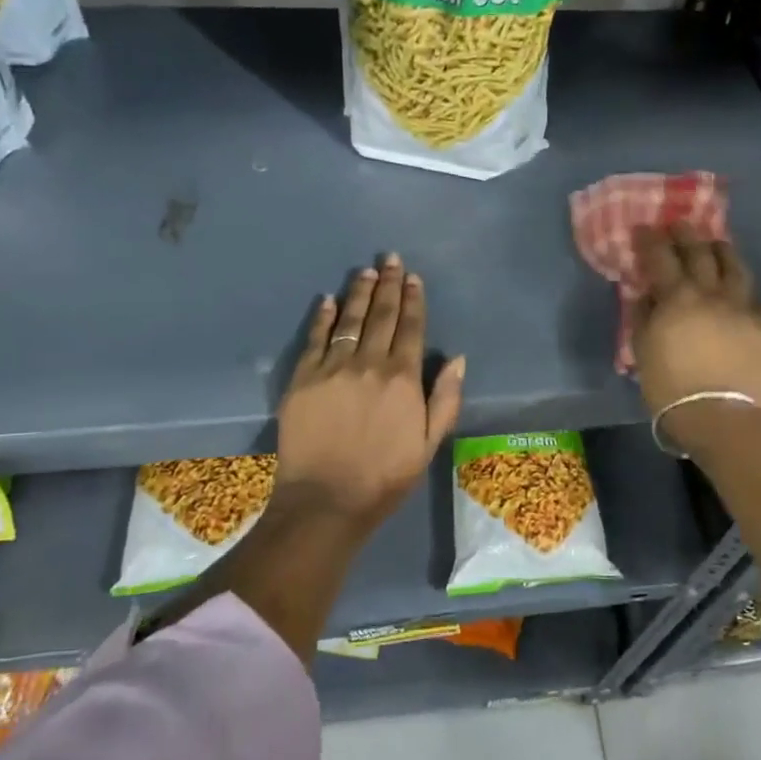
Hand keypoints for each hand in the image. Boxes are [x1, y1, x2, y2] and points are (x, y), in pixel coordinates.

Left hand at [276, 253, 465, 528]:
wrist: (326, 500)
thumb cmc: (384, 477)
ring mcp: (332, 368)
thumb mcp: (429, 444)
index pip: (411, 328)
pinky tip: (327, 300)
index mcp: (403, 378)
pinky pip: (314, 339)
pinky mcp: (303, 378)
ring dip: (358, 293)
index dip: (413, 300)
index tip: (412, 277)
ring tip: (364, 271)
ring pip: (349, 320)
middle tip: (389, 259)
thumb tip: (458, 359)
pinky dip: (322, 317)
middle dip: (387, 285)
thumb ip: (446, 399)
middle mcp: (369, 364)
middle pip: (381, 315)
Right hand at [630, 223, 760, 452]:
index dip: (651, 239)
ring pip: (737, 269)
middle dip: (687, 235)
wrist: (718, 415)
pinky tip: (746, 297)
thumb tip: (644, 293)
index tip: (644, 228)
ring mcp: (744, 308)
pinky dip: (748, 295)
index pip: (661, 257)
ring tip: (718, 245)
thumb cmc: (669, 385)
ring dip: (724, 252)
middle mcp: (713, 293)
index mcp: (678, 297)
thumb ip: (642, 315)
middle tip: (680, 224)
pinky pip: (760, 302)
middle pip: (701, 253)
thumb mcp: (642, 349)